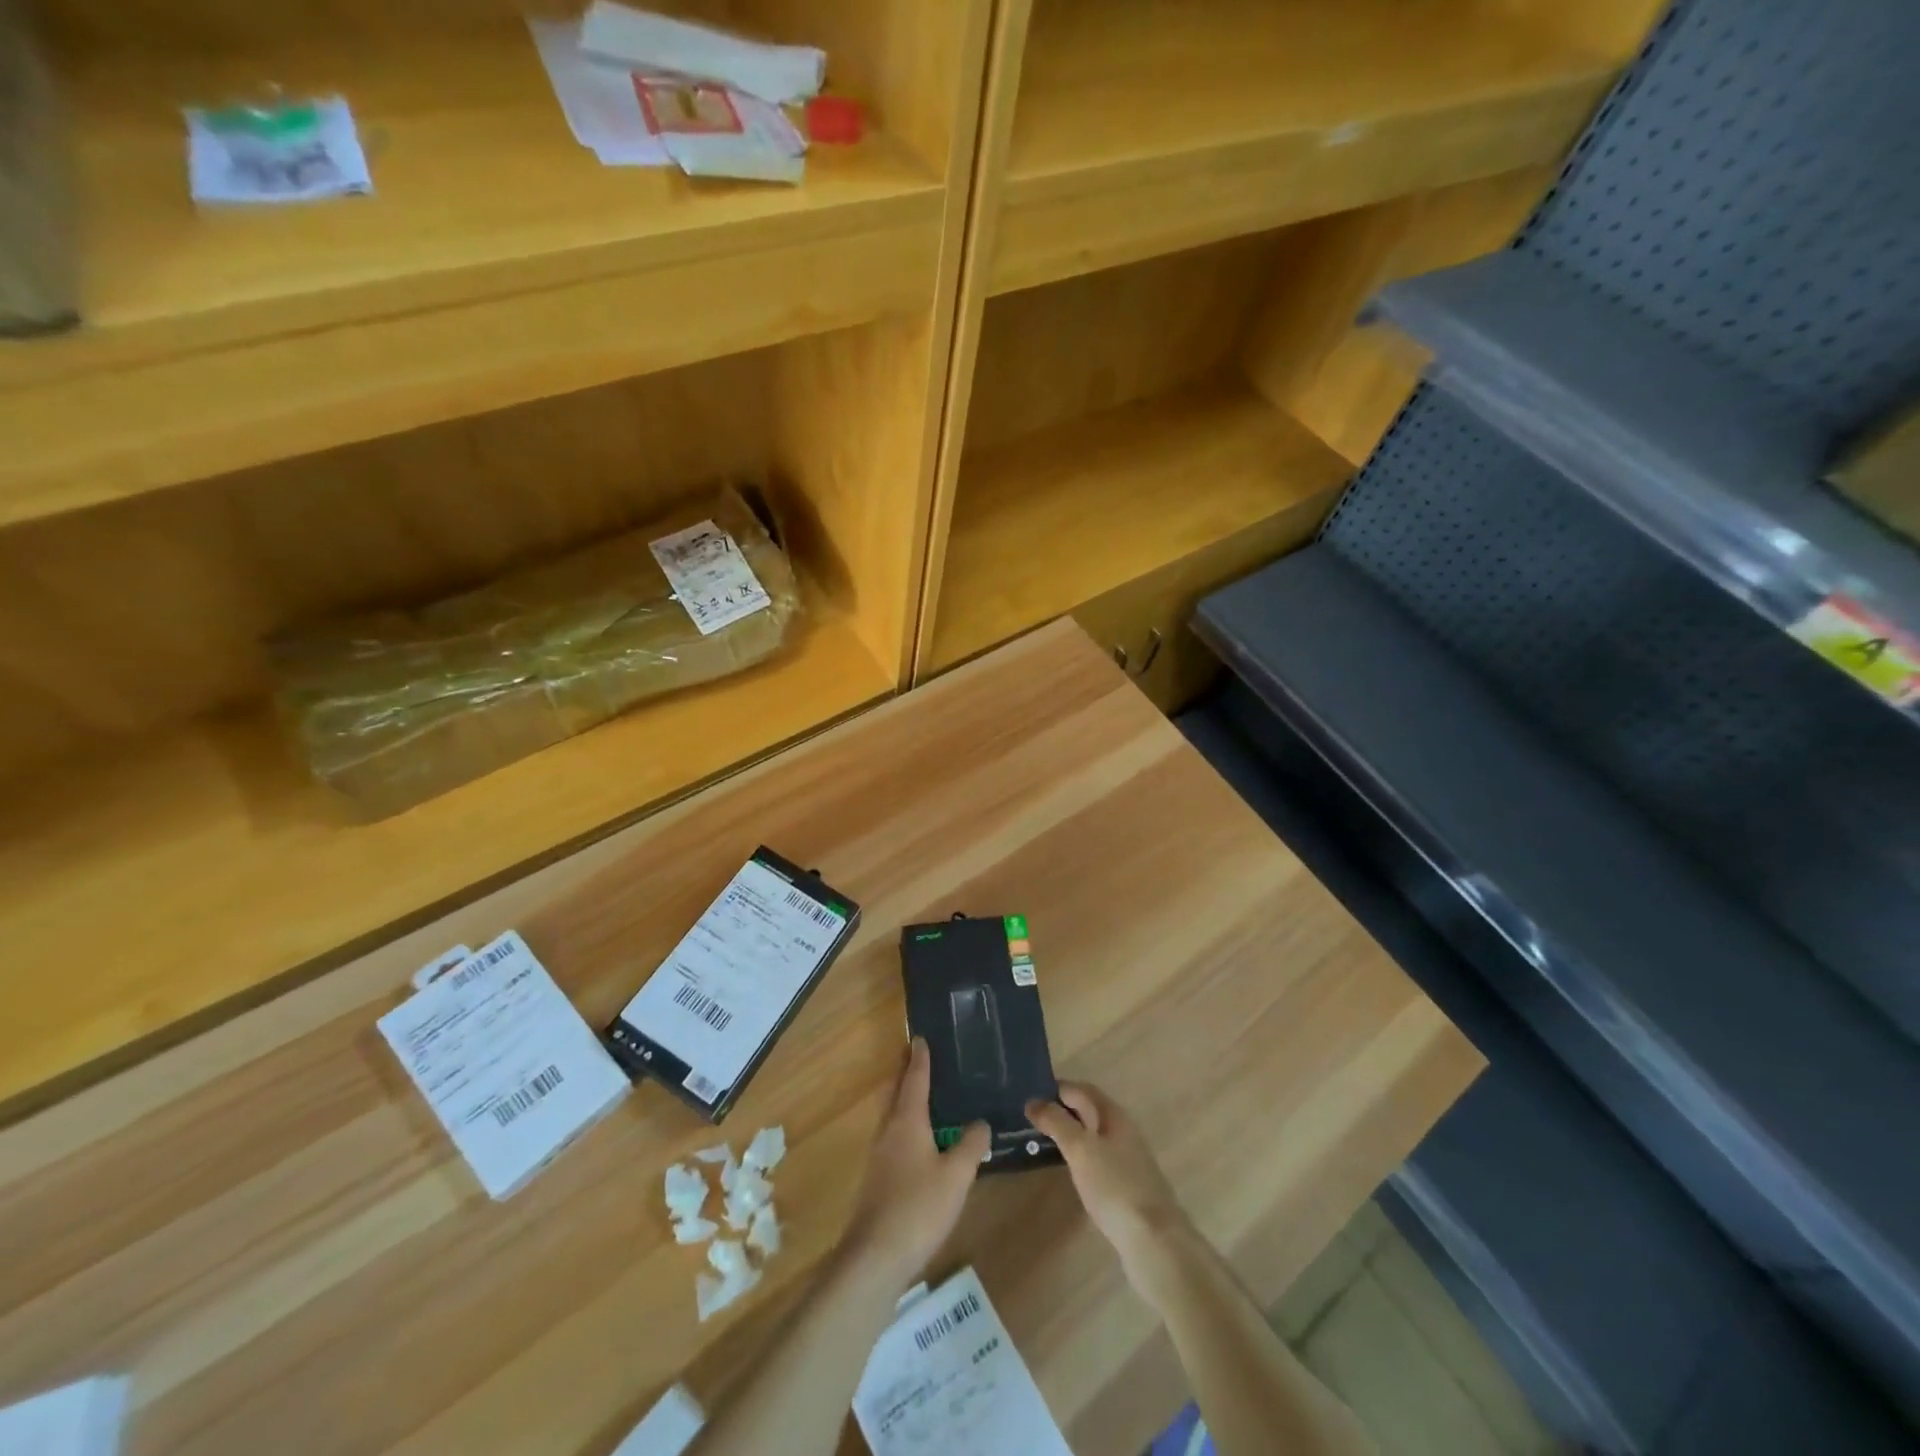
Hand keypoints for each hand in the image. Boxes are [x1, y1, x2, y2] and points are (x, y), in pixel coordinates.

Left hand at [842, 1039, 988, 1287]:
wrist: (875, 1256)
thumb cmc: (919, 1207)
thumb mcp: (957, 1175)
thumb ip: (971, 1145)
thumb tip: (980, 1123)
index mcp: (907, 1120)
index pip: (915, 1079)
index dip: (920, 1058)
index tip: (921, 1037)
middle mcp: (888, 1129)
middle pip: (897, 1092)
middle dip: (907, 1074)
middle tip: (921, 1059)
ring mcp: (879, 1154)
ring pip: (892, 1115)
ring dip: (905, 1100)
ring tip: (925, 1097)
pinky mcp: (877, 1177)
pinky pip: (893, 1136)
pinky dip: (906, 1125)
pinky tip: (920, 1142)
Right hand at [1027, 1083, 1190, 1286]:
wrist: (1154, 1241)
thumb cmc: (1114, 1186)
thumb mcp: (1080, 1149)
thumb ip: (1056, 1122)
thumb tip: (1033, 1101)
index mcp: (1113, 1115)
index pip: (1080, 1089)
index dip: (1055, 1089)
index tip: (1027, 1096)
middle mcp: (1122, 1131)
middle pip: (1088, 1111)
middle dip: (1060, 1110)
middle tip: (1028, 1120)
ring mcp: (1127, 1159)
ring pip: (1092, 1135)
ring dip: (1068, 1134)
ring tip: (1040, 1143)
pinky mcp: (1126, 1186)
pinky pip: (1097, 1158)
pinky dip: (1078, 1157)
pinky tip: (1067, 1170)